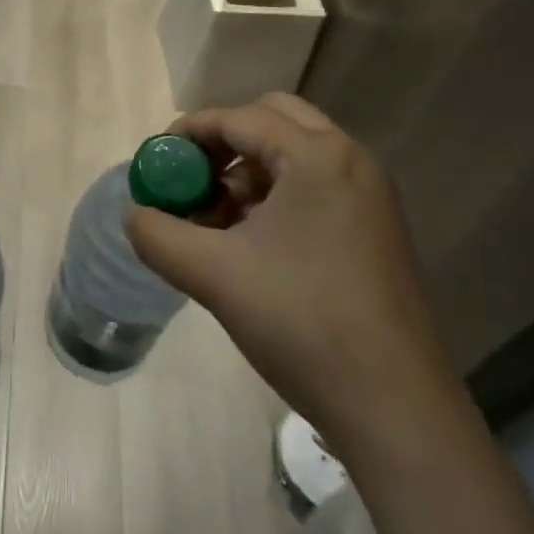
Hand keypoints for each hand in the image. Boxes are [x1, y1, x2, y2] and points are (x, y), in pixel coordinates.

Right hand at [125, 93, 459, 451]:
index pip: (238, 118)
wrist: (399, 414)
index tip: (156, 162)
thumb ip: (159, 236)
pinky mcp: (376, 230)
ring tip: (215, 221)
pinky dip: (276, 196)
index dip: (189, 133)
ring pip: (294, 155)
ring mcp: (370, 196)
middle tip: (192, 179)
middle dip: (224, 143)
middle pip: (271, 121)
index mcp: (318, 156)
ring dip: (248, 172)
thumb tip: (134, 216)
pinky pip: (314, 186)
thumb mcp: (214, 275)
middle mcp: (350, 161)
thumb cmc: (304, 324)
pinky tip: (251, 244)